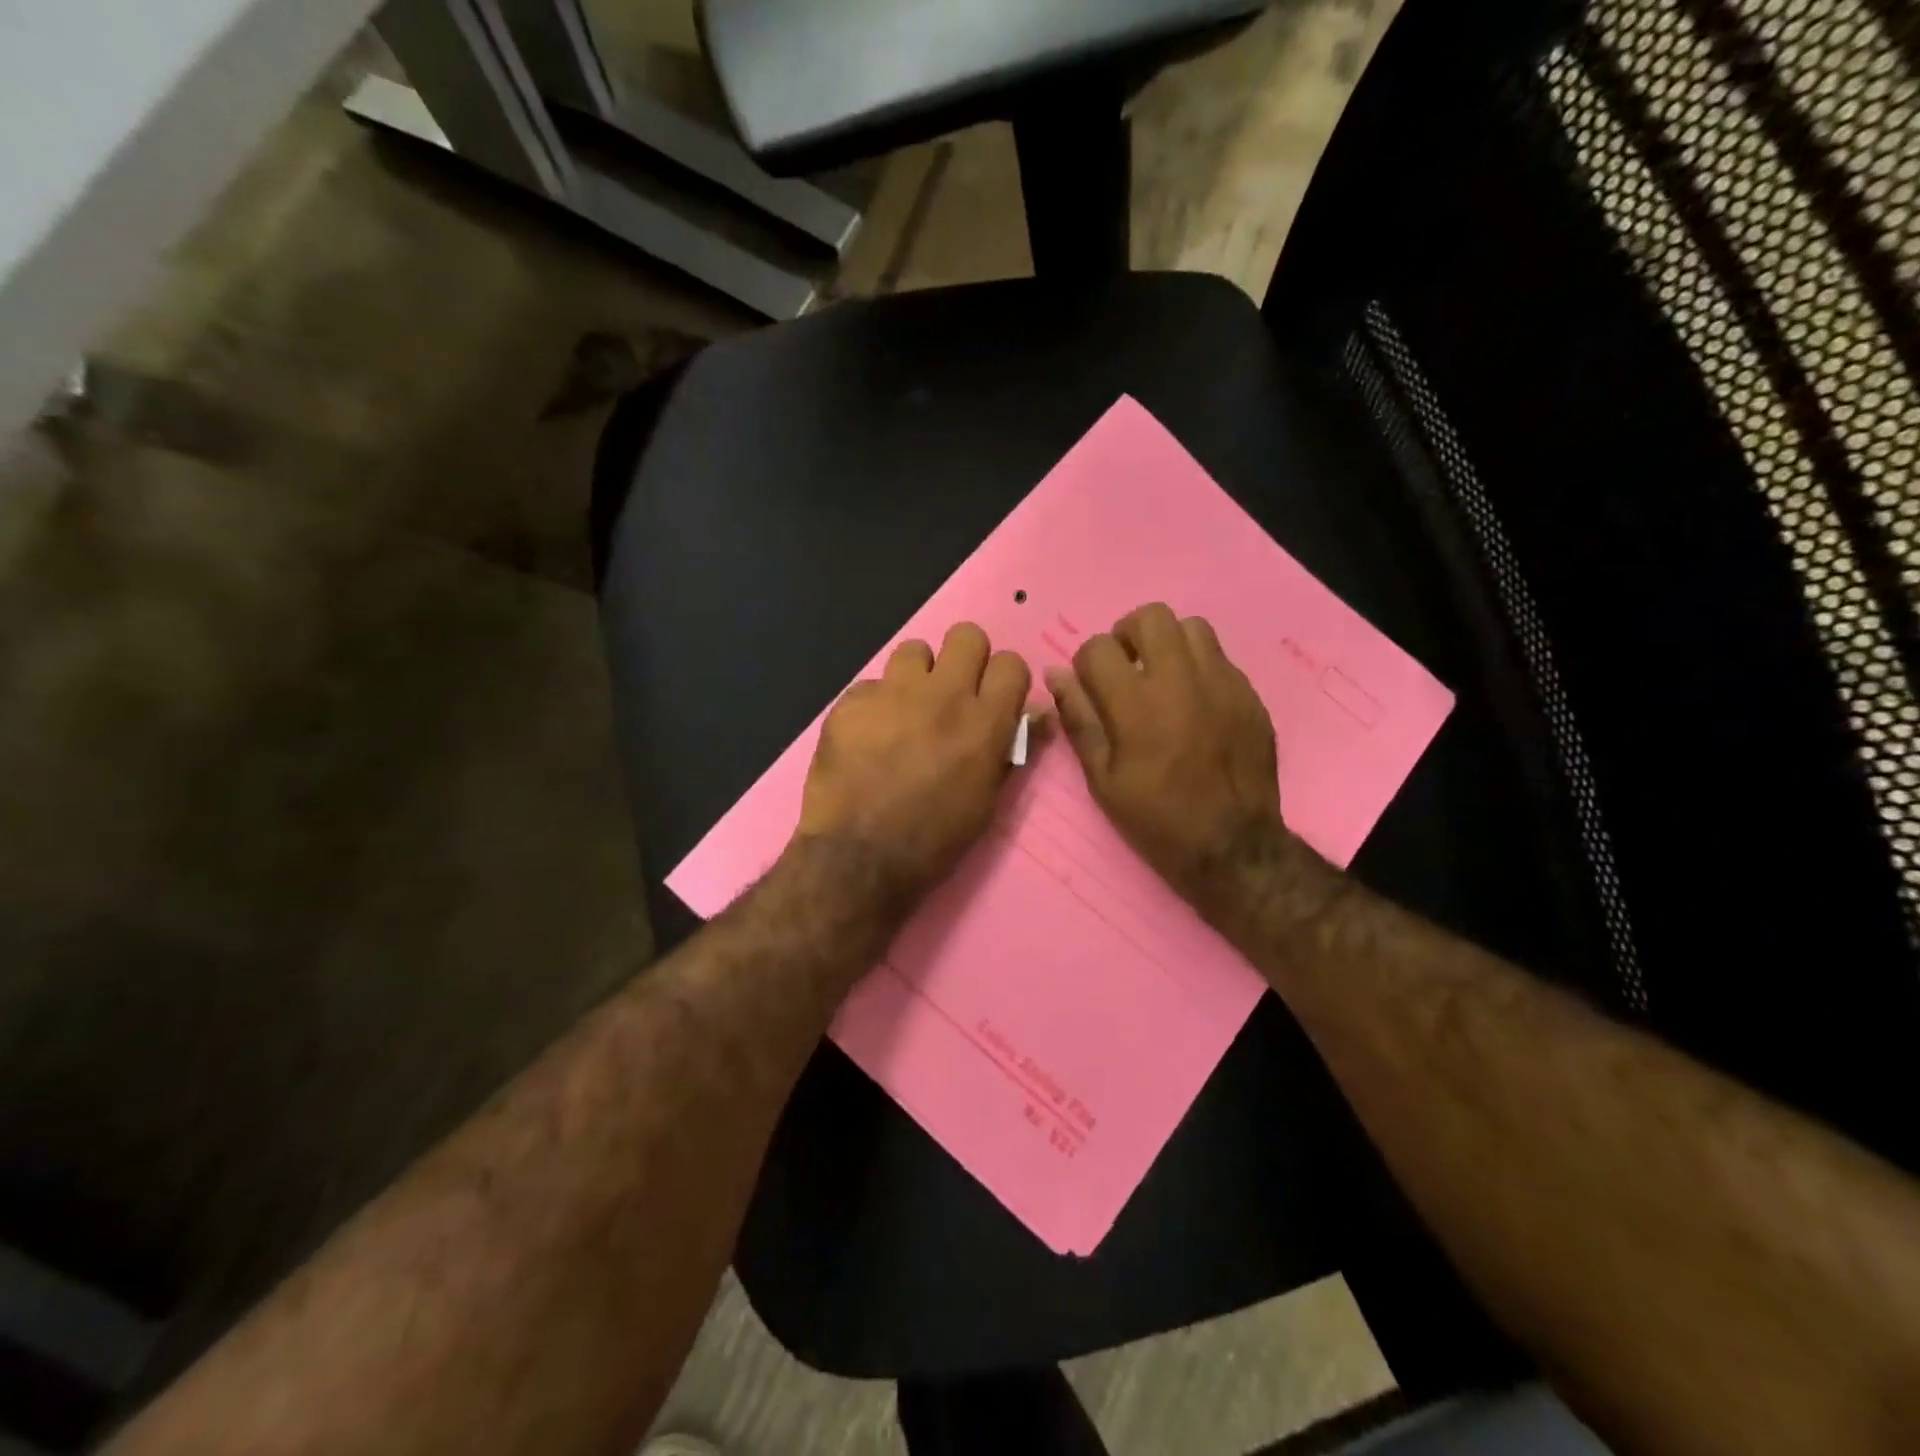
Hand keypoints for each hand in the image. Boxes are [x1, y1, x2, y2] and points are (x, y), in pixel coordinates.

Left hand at [797, 623, 1030, 902]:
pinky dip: (874, 705)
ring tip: (905, 710)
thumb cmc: (935, 840)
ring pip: (914, 650)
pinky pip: (870, 685)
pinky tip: (867, 737)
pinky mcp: (851, 702)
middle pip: (966, 635)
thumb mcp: (987, 802)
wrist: (860, 857)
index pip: (1011, 663)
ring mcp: (892, 693)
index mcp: (985, 722)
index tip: (993, 698)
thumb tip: (1037, 714)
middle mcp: (943, 695)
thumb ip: (1012, 749)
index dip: (1003, 679)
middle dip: (964, 658)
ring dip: (916, 675)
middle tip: (951, 693)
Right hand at [1045, 602, 1287, 907]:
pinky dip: (1199, 668)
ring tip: (1163, 678)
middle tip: (1127, 669)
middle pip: (1150, 616)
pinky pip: (1220, 658)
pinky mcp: (1249, 694)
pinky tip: (1195, 703)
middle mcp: (1180, 680)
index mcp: (1136, 704)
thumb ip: (1079, 719)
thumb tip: (1056, 674)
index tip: (1093, 687)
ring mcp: (1222, 683)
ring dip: (1168, 644)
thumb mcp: (1103, 779)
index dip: (1087, 663)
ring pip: (1191, 627)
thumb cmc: (1157, 819)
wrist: (1233, 846)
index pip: (1098, 647)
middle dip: (1128, 635)